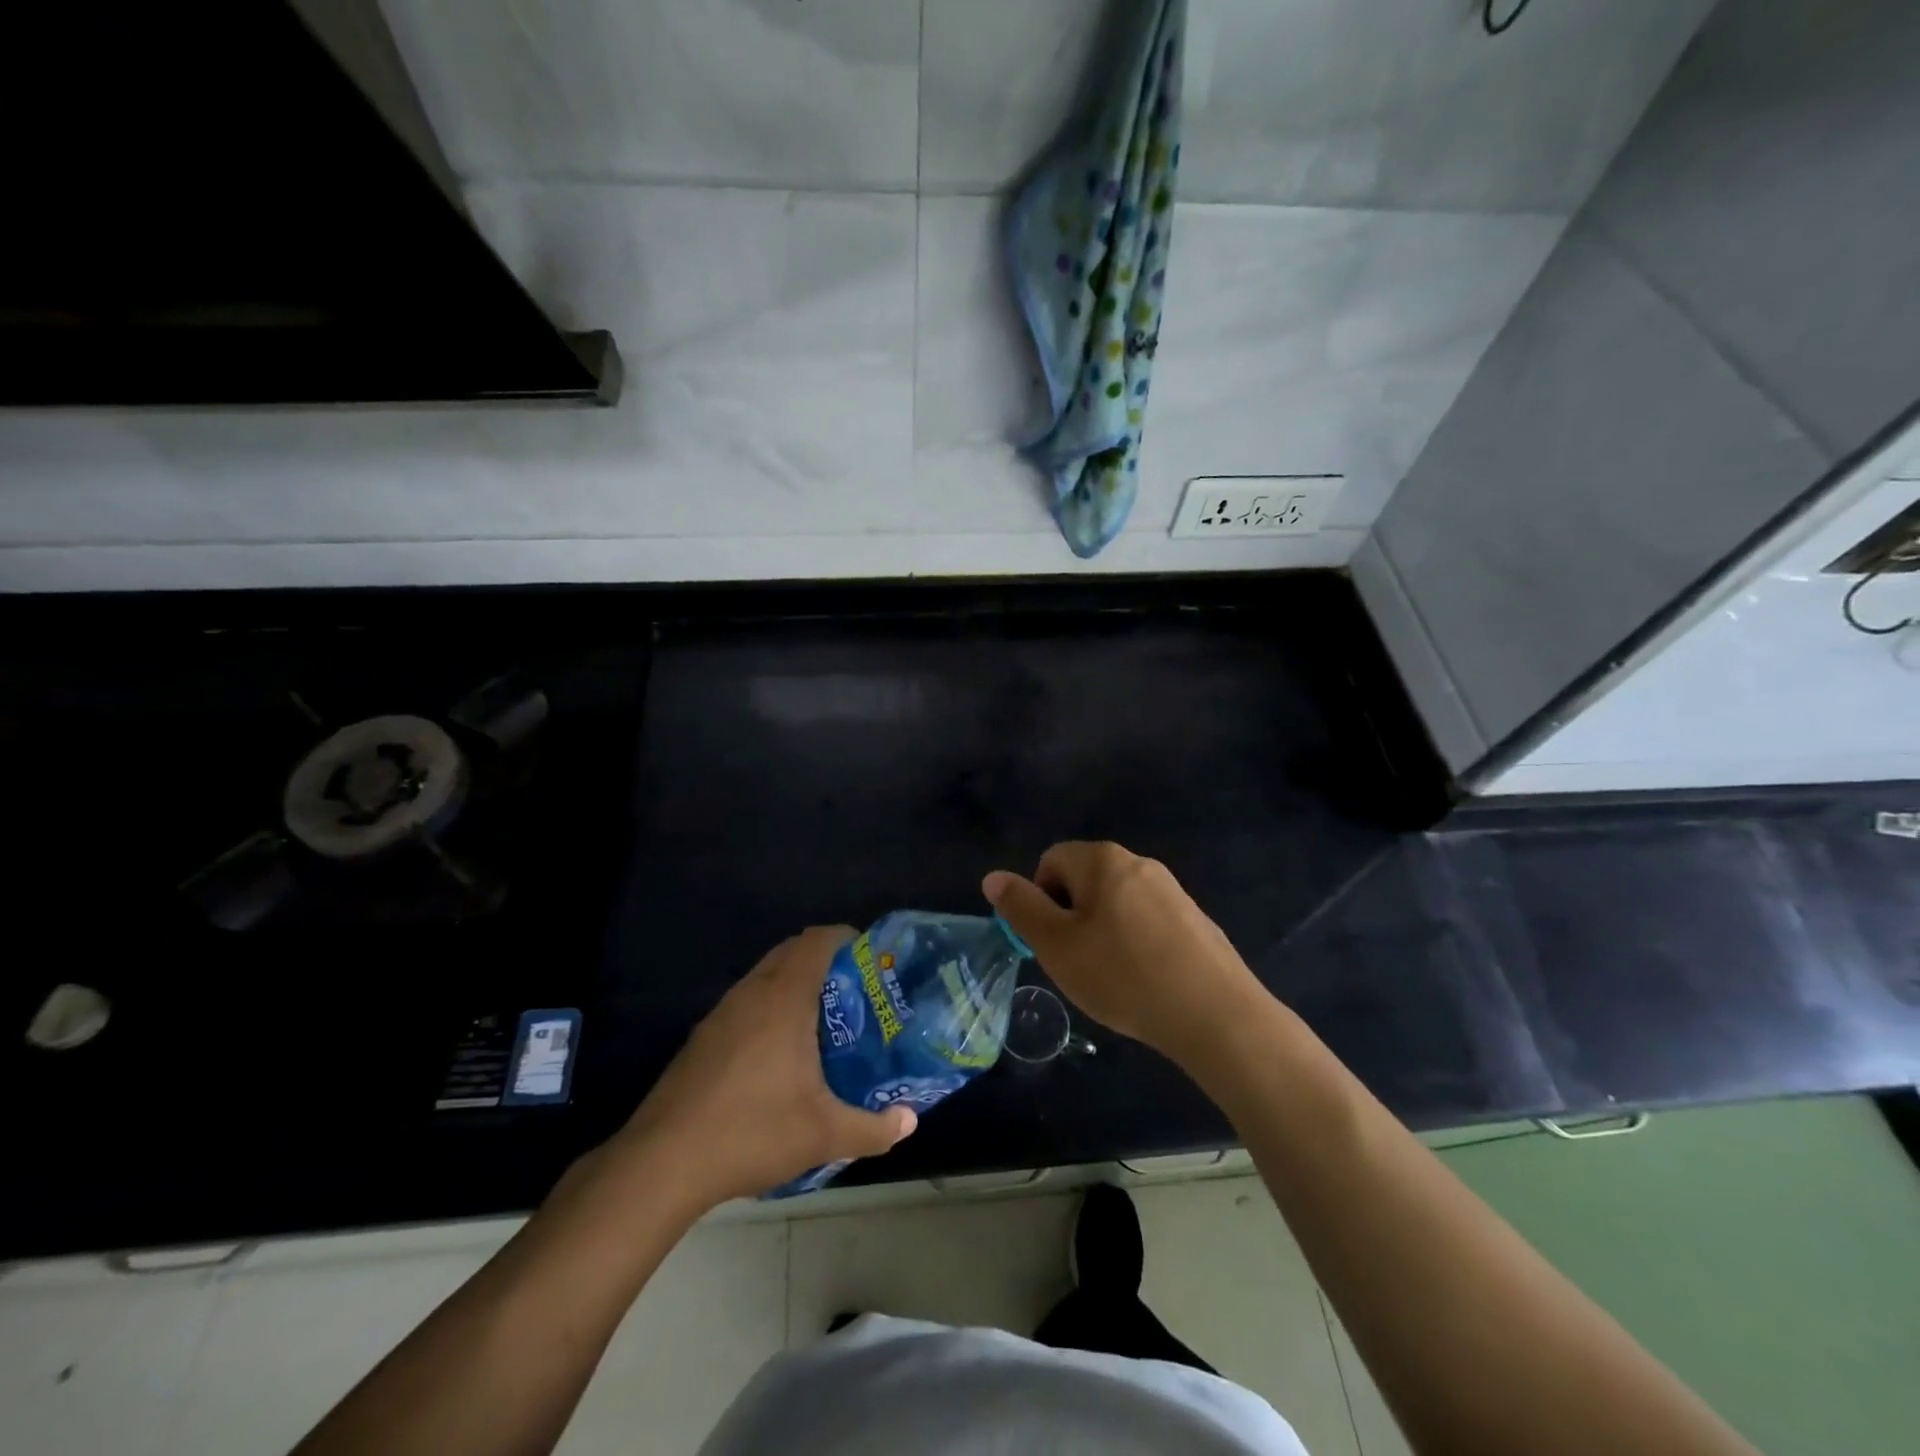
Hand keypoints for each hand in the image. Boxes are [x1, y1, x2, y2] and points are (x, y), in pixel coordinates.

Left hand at [612, 927, 916, 1207]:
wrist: (662, 1163)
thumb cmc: (752, 1132)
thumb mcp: (824, 1135)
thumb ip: (873, 1128)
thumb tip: (909, 1122)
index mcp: (784, 998)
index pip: (817, 940)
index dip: (845, 938)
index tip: (869, 959)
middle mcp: (752, 993)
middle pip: (791, 951)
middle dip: (824, 961)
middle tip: (854, 993)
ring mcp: (721, 1014)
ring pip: (764, 977)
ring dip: (793, 984)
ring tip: (821, 1023)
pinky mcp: (701, 1037)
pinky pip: (745, 1003)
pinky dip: (768, 1008)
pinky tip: (777, 1055)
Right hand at [983, 842, 1265, 1067]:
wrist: (1214, 1014)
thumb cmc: (1122, 975)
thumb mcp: (1057, 945)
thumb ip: (1021, 908)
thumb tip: (993, 877)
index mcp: (1102, 860)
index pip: (1050, 861)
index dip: (1040, 900)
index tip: (1052, 942)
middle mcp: (1138, 863)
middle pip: (1084, 880)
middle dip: (1071, 917)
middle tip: (1077, 963)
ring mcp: (1172, 890)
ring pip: (1116, 903)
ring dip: (1102, 932)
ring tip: (1112, 977)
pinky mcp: (1195, 919)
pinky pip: (1148, 922)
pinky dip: (1136, 945)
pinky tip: (1145, 982)